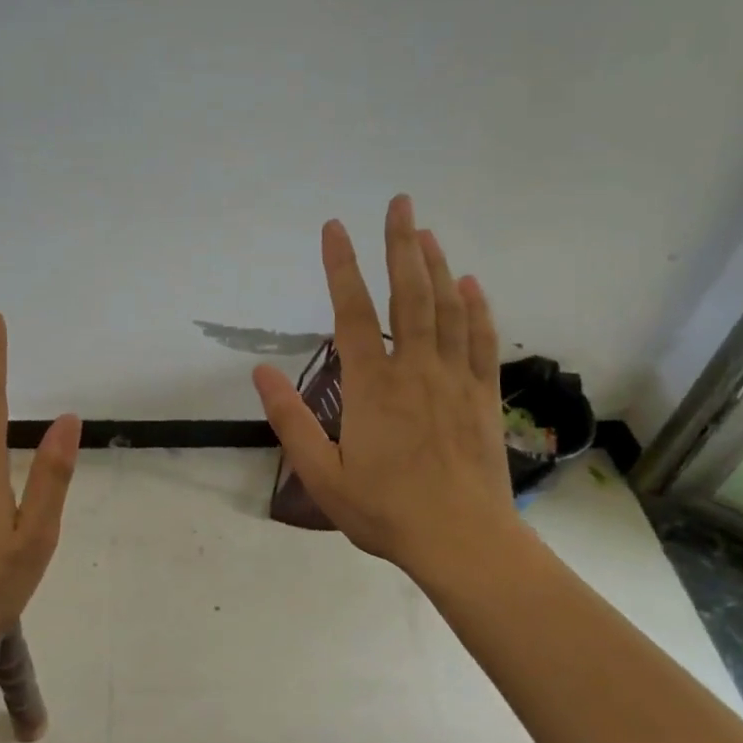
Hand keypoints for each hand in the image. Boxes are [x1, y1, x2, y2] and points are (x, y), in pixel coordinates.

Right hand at [251, 195, 517, 582]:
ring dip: (437, 266)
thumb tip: (260, 373)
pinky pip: (482, 341)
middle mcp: (415, 370)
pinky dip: (477, 308)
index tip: (335, 227)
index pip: (352, 313)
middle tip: (400, 202)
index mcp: (372, 387)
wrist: (461, 539)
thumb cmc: (385, 511)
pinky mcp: (483, 396)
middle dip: (401, 244)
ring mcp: (454, 380)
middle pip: (408, 295)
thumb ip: (291, 421)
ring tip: (427, 232)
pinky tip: (472, 284)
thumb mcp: (322, 475)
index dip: (341, 266)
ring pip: (447, 309)